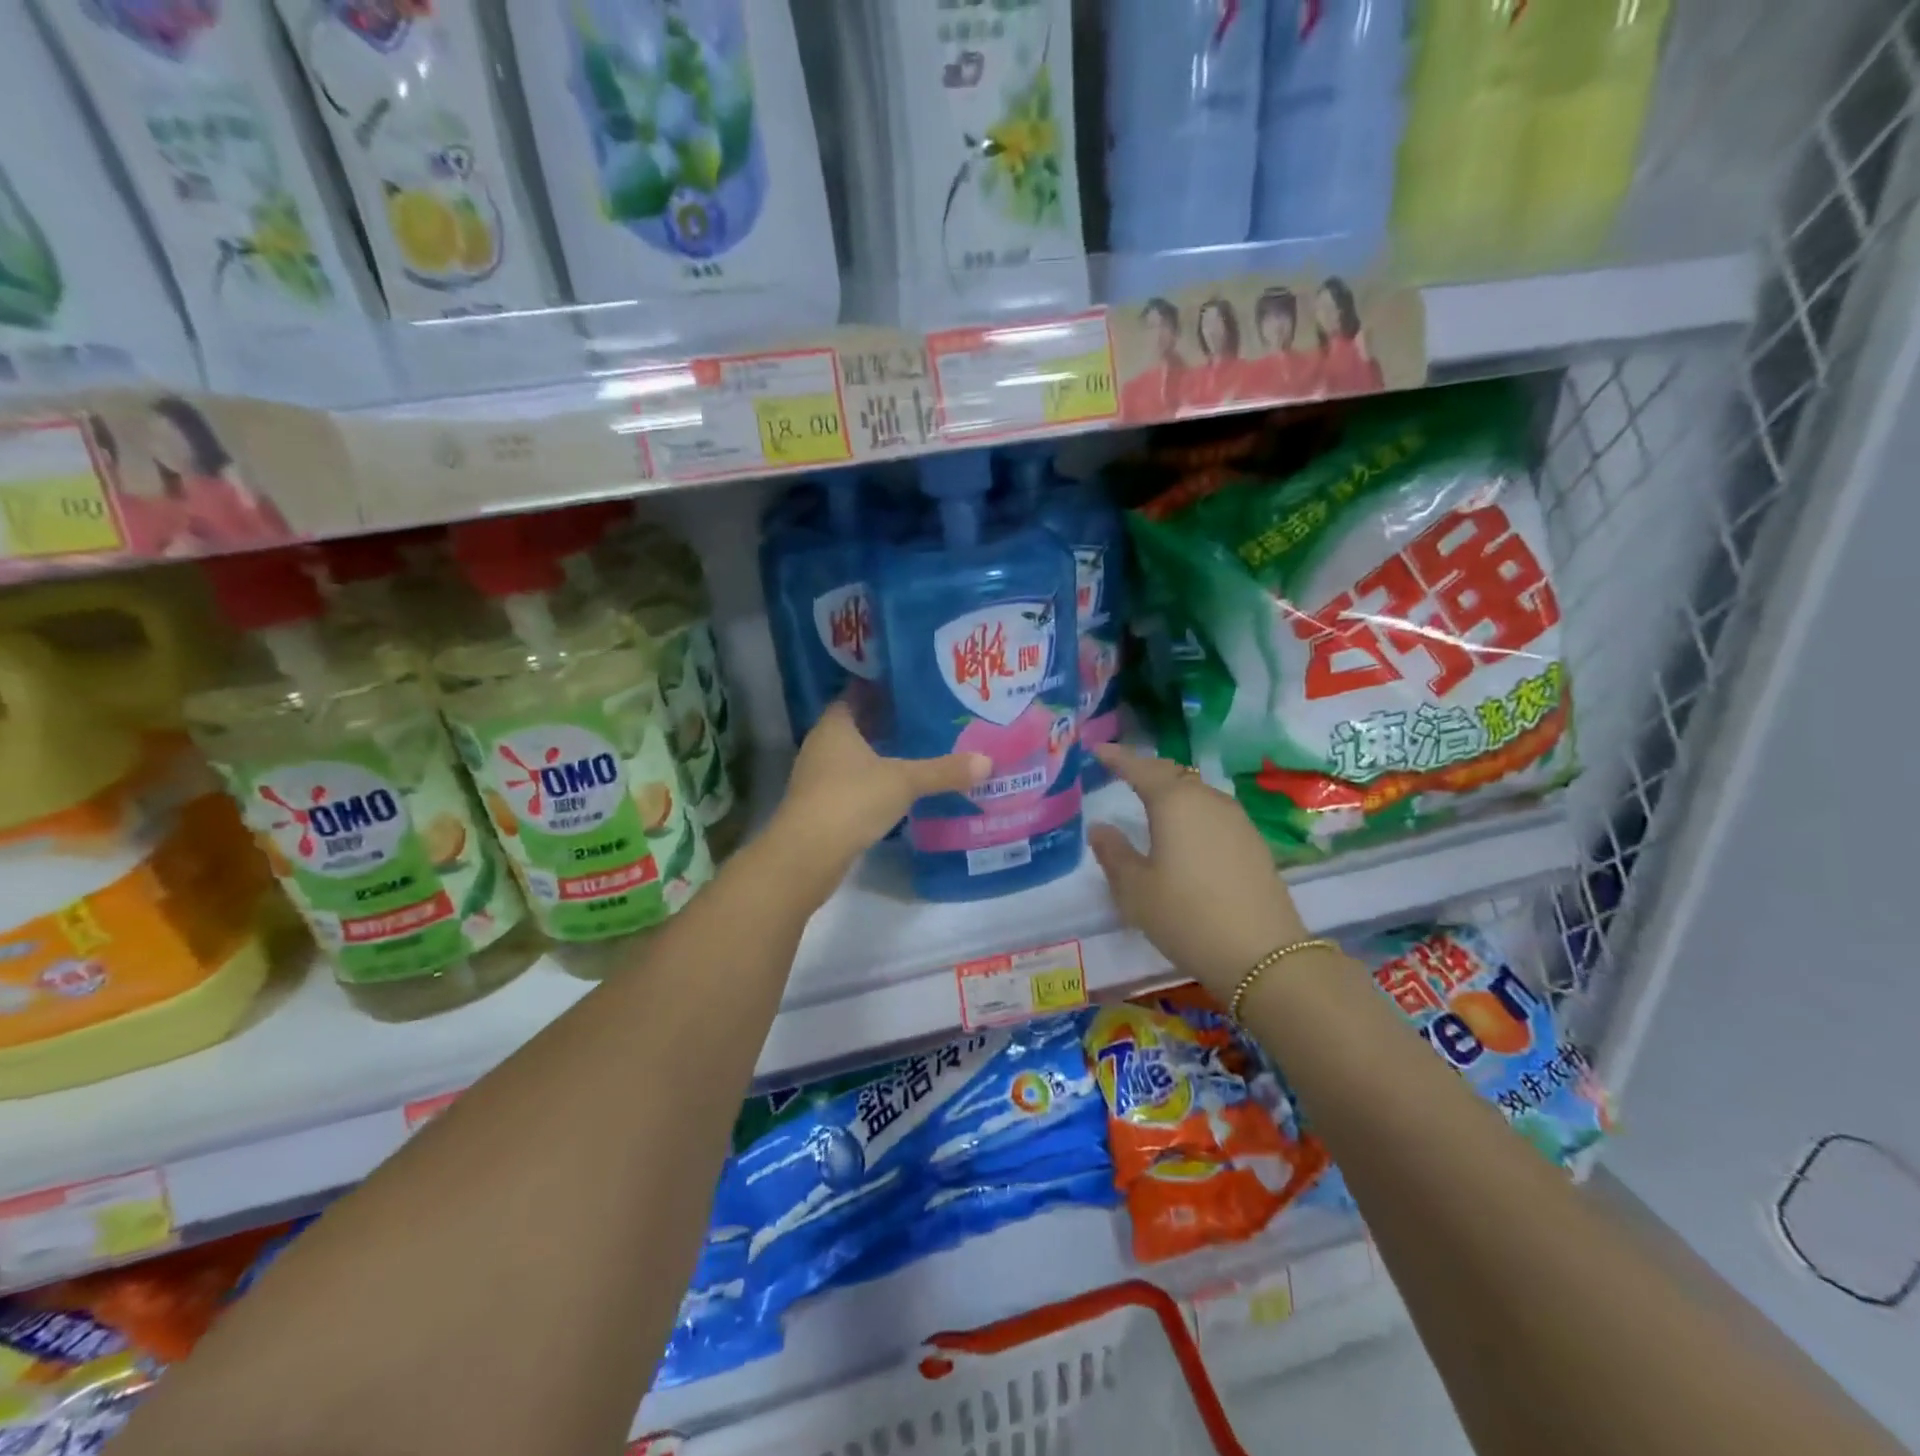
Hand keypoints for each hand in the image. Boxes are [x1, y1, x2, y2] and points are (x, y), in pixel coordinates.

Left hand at [767, 701, 988, 876]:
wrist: (807, 855)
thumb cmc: (852, 800)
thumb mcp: (904, 782)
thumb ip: (944, 771)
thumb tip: (987, 761)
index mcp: (835, 726)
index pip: (854, 695)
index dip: (878, 689)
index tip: (908, 687)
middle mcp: (821, 745)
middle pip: (854, 725)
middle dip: (883, 722)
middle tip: (921, 717)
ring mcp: (817, 777)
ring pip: (851, 756)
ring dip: (876, 753)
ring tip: (914, 750)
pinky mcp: (820, 806)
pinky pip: (850, 783)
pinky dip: (870, 781)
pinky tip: (895, 788)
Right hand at [1088, 744, 1308, 999]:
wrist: (1263, 955)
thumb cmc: (1186, 916)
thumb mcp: (1135, 890)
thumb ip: (1113, 853)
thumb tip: (1099, 827)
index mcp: (1174, 802)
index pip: (1140, 768)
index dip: (1117, 757)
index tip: (1097, 749)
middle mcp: (1208, 799)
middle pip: (1172, 774)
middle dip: (1145, 770)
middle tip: (1122, 772)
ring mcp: (1236, 819)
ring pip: (1196, 792)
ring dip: (1171, 790)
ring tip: (1150, 800)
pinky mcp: (1253, 842)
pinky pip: (1213, 812)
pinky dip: (1191, 811)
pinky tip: (1184, 830)